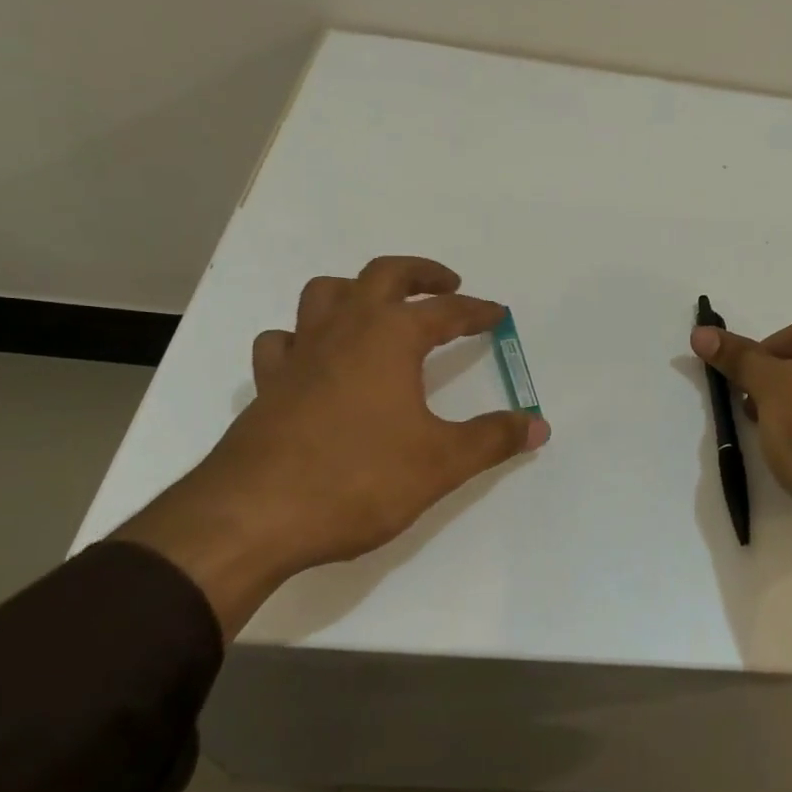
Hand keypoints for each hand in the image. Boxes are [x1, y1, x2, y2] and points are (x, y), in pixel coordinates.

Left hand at [119, 256, 549, 637]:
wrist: (252, 518)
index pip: (445, 311)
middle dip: (420, 274)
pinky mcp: (267, 386)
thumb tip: (539, 425)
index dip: (477, 311)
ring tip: (379, 309)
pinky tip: (315, 359)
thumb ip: (493, 439)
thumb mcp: (441, 463)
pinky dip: (304, 337)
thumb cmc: (358, 480)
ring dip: (357, 290)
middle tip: (447, 283)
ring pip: (324, 295)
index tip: (498, 315)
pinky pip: (284, 341)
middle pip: (382, 275)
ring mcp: (299, 355)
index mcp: (389, 338)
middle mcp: (343, 331)